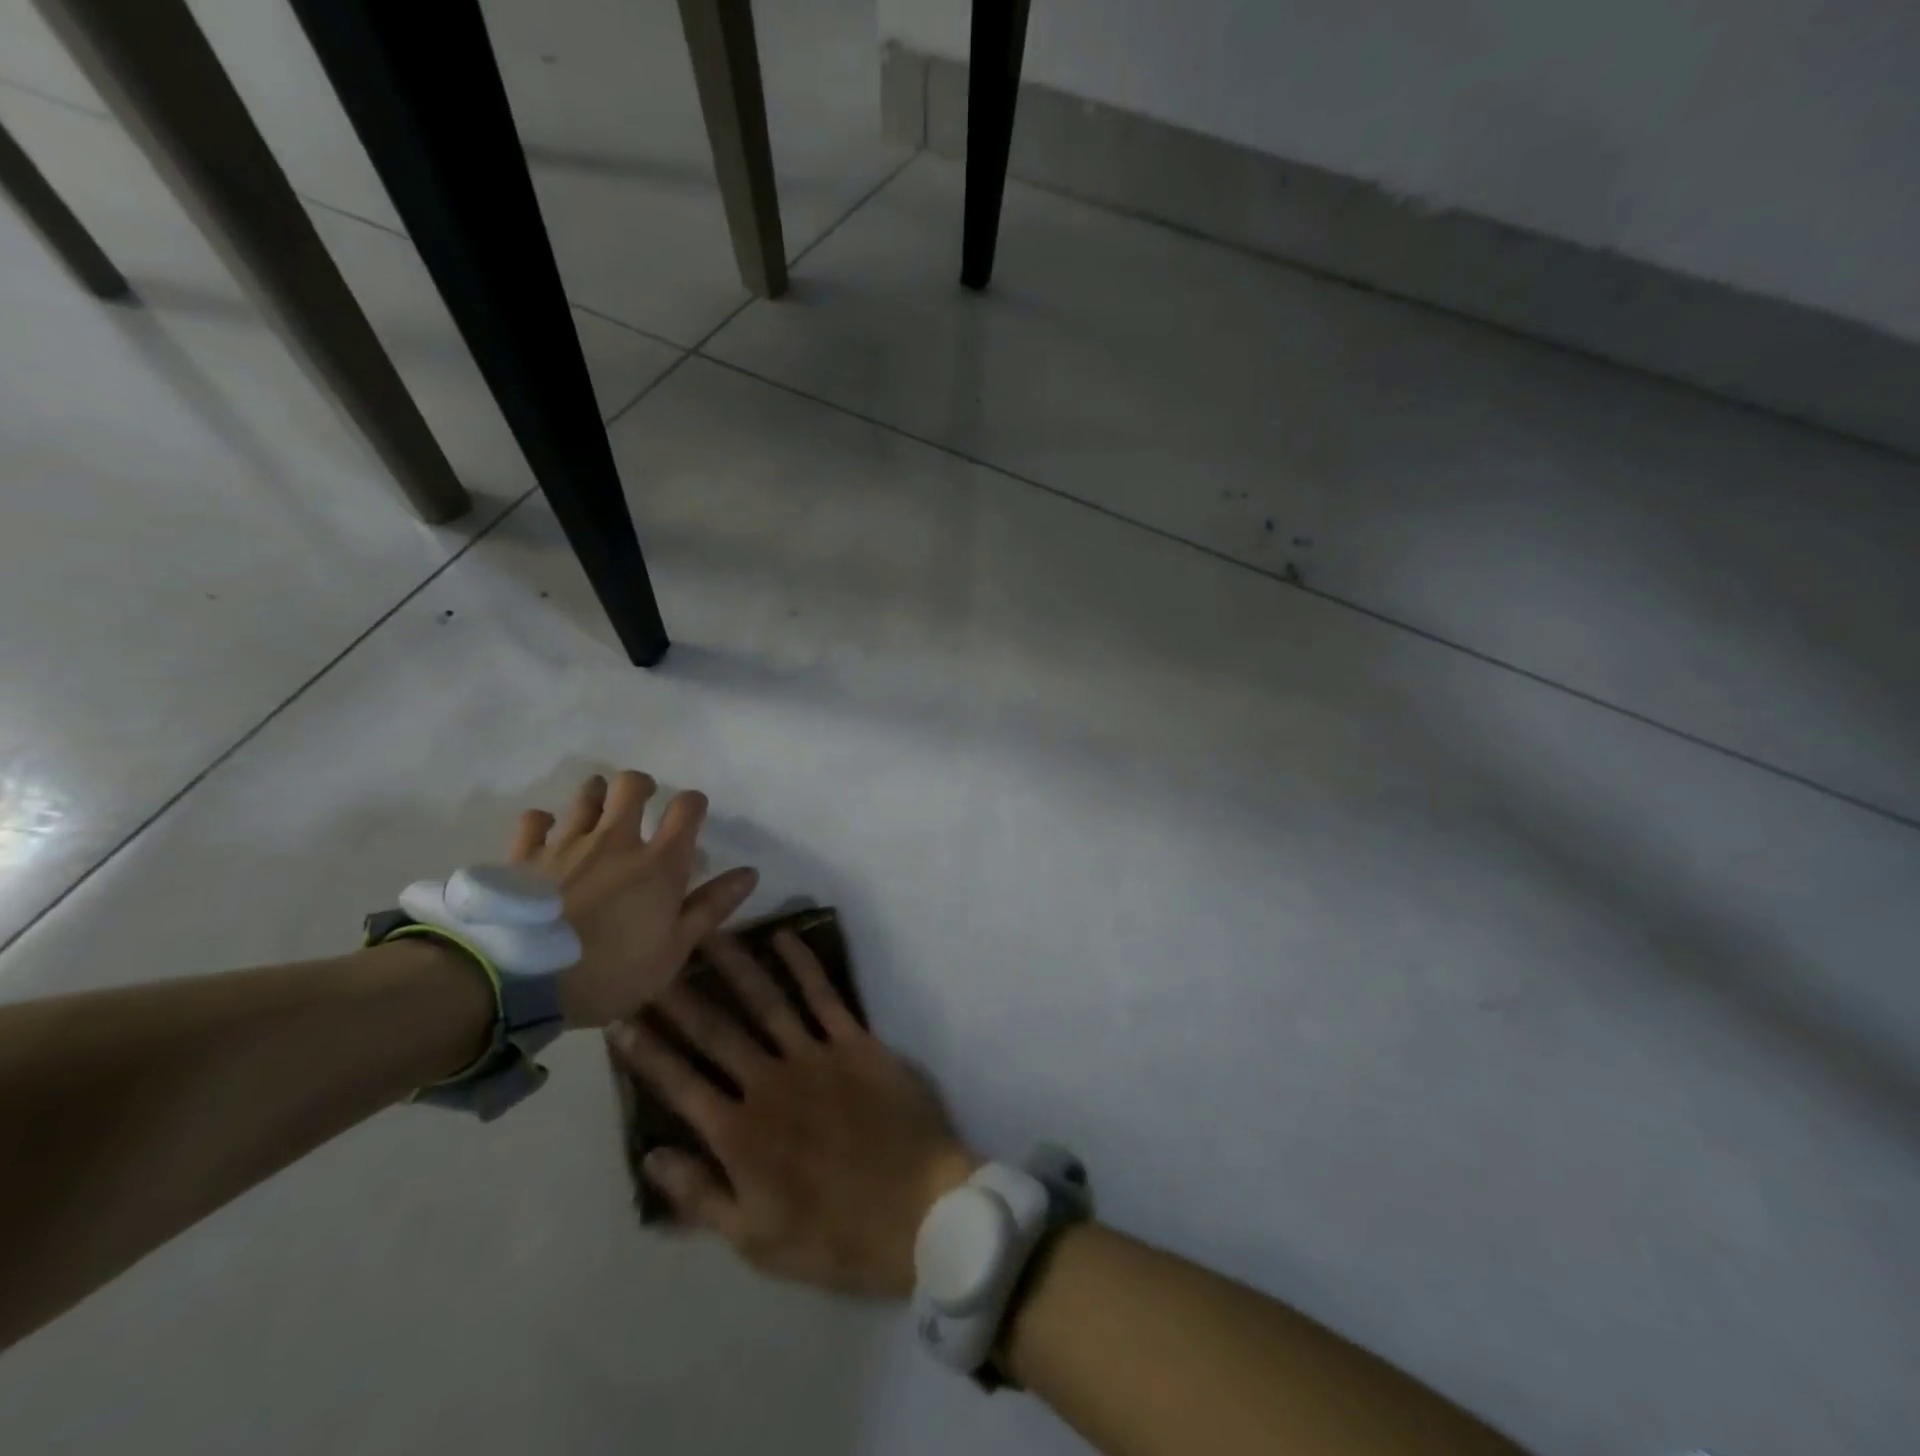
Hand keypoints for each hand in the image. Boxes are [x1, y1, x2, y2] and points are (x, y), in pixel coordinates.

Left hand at [508, 771, 757, 1026]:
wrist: (518, 981)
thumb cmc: (610, 971)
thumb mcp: (672, 950)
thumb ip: (710, 907)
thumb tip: (750, 872)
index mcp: (659, 863)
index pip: (686, 809)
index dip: (693, 803)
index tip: (693, 813)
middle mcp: (616, 840)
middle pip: (631, 786)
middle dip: (641, 785)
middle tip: (643, 800)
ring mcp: (567, 844)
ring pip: (586, 796)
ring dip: (596, 795)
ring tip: (599, 810)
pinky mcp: (525, 856)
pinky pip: (535, 821)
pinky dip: (544, 822)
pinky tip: (547, 833)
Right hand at [608, 931, 975, 1298]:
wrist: (919, 1210)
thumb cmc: (835, 1234)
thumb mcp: (755, 1240)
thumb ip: (700, 1196)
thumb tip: (651, 1157)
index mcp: (740, 1133)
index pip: (681, 1084)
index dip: (647, 1052)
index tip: (618, 1020)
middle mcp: (770, 1083)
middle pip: (717, 1031)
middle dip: (681, 995)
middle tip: (654, 957)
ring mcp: (815, 1056)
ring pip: (766, 1001)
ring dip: (736, 965)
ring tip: (708, 933)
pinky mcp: (855, 1042)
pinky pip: (824, 995)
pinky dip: (803, 964)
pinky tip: (784, 936)